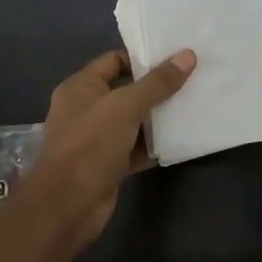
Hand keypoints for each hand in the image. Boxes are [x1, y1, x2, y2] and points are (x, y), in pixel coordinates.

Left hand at [33, 48, 195, 242]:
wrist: (68, 206)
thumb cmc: (91, 145)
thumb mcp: (126, 106)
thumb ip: (158, 82)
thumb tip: (188, 55)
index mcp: (80, 88)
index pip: (114, 60)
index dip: (143, 57)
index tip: (176, 57)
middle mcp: (86, 110)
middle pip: (127, 90)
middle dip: (157, 87)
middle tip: (192, 79)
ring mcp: (97, 139)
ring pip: (134, 121)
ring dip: (158, 117)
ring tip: (193, 104)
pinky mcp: (109, 164)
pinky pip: (136, 148)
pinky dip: (155, 144)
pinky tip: (181, 138)